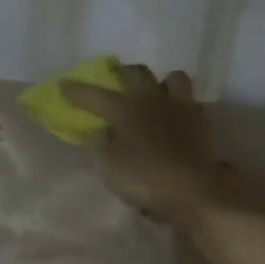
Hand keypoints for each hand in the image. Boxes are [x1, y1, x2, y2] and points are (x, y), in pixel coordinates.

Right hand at [60, 64, 264, 230]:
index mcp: (125, 109)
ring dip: (160, 83)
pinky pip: (190, 103)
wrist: (193, 190)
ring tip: (154, 95)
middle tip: (113, 79)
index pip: (95, 95)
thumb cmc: (144, 178)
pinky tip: (176, 117)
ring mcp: (181, 107)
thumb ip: (102, 144)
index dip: (77, 91)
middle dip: (121, 73)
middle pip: (136, 73)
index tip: (63, 86)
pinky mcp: (201, 122)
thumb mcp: (109, 166)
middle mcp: (152, 99)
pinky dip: (180, 105)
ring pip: (172, 78)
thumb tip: (102, 131)